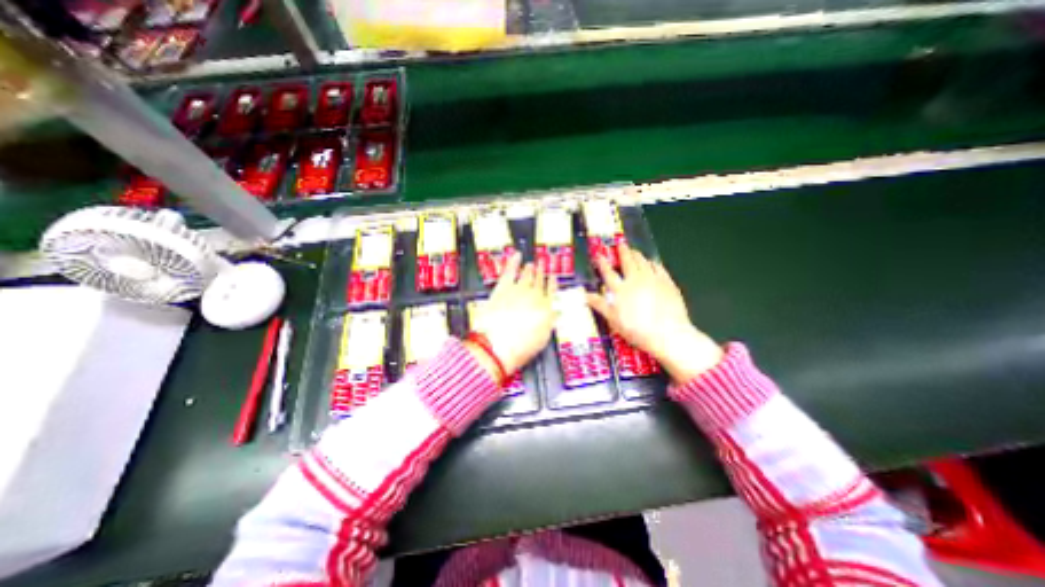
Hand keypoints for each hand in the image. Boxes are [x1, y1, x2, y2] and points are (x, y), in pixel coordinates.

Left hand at [468, 254, 553, 377]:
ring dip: (530, 269)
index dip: (552, 283)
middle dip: (541, 273)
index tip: (552, 277)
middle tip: (542, 266)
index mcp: (547, 308)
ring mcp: (519, 289)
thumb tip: (554, 315)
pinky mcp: (503, 288)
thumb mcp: (543, 338)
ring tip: (531, 264)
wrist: (498, 345)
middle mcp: (535, 295)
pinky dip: (513, 262)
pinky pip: (510, 270)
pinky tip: (516, 255)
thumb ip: (549, 322)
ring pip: (527, 275)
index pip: (552, 291)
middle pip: (539, 281)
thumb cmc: (521, 347)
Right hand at [588, 244, 729, 384]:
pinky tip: (652, 263)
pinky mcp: (667, 282)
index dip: (603, 263)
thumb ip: (599, 305)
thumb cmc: (636, 329)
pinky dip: (653, 263)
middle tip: (621, 244)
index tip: (599, 255)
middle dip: (623, 252)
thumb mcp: (613, 319)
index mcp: (620, 289)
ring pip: (643, 262)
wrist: (667, 333)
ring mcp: (653, 279)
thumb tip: (584, 295)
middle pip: (628, 262)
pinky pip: (659, 268)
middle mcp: (635, 280)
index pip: (608, 273)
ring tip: (635, 251)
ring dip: (637, 255)